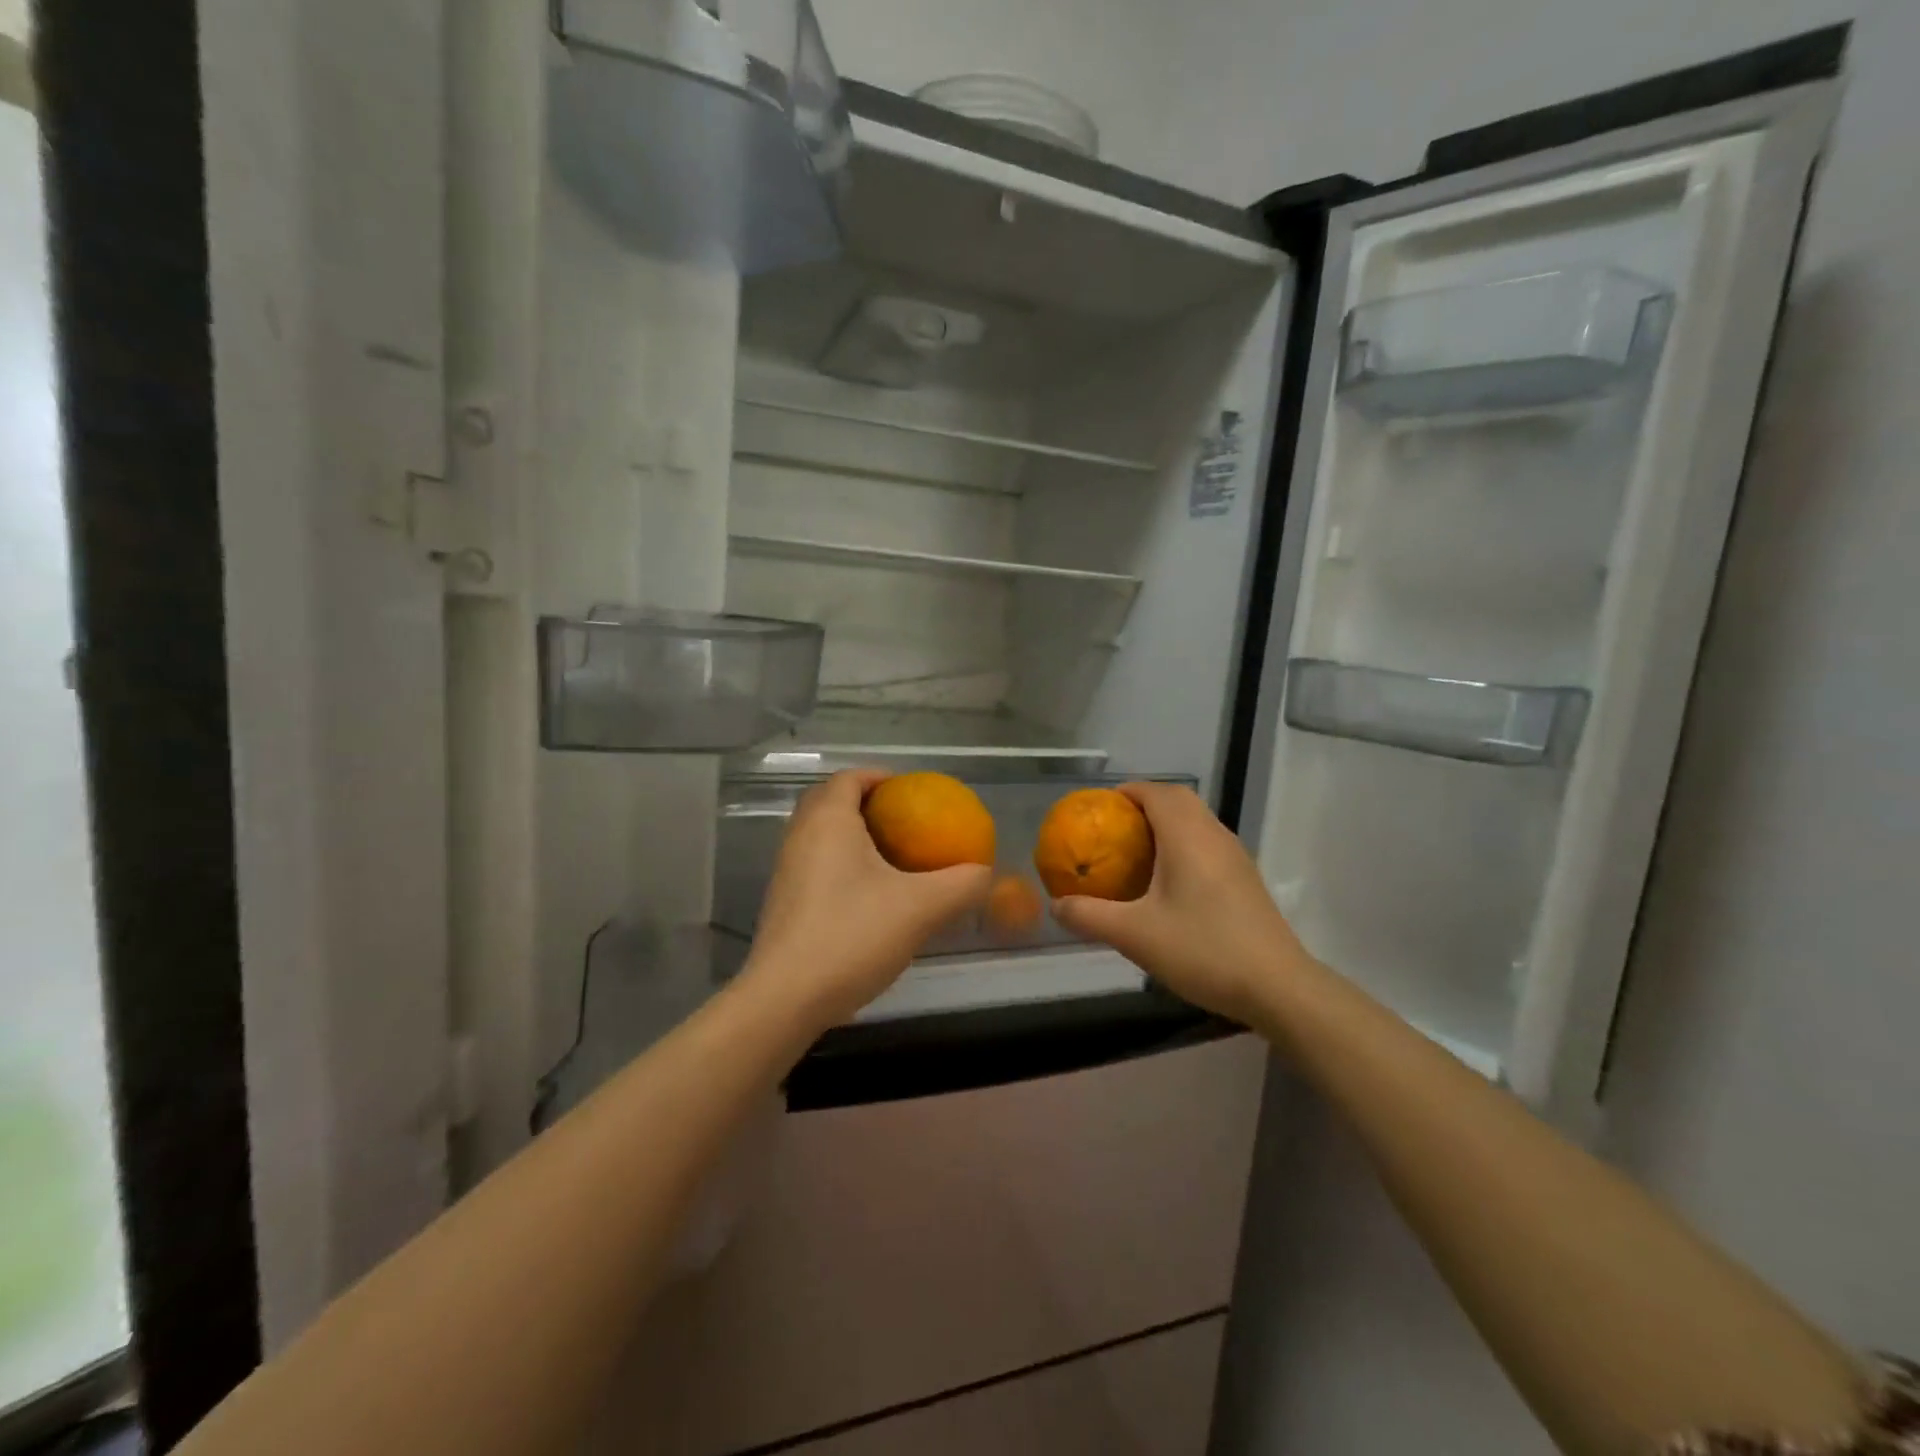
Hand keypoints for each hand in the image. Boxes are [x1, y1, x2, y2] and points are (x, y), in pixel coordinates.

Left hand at [742, 770, 991, 1030]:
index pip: (849, 778)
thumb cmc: (852, 936)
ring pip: (819, 834)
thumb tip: (983, 872)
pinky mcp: (782, 902)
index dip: (879, 777)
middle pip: (829, 801)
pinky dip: (839, 863)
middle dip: (864, 802)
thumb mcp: (921, 908)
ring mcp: (786, 870)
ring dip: (851, 834)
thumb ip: (960, 885)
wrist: (785, 998)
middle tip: (901, 820)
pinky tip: (868, 896)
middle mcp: (800, 836)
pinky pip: (814, 864)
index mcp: (828, 821)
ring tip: (890, 856)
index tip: (910, 791)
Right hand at [1051, 782, 1312, 1024]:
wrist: (1277, 986)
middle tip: (1115, 827)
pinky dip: (1184, 844)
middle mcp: (1214, 836)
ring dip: (1167, 823)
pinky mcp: (1246, 879)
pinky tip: (1169, 882)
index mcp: (1187, 837)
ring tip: (1136, 851)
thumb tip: (1056, 905)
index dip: (1126, 792)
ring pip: (1197, 820)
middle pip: (1179, 799)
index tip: (1099, 808)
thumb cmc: (1203, 950)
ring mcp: (1235, 857)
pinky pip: (1208, 843)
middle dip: (1145, 803)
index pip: (1156, 792)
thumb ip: (1090, 916)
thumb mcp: (1135, 935)